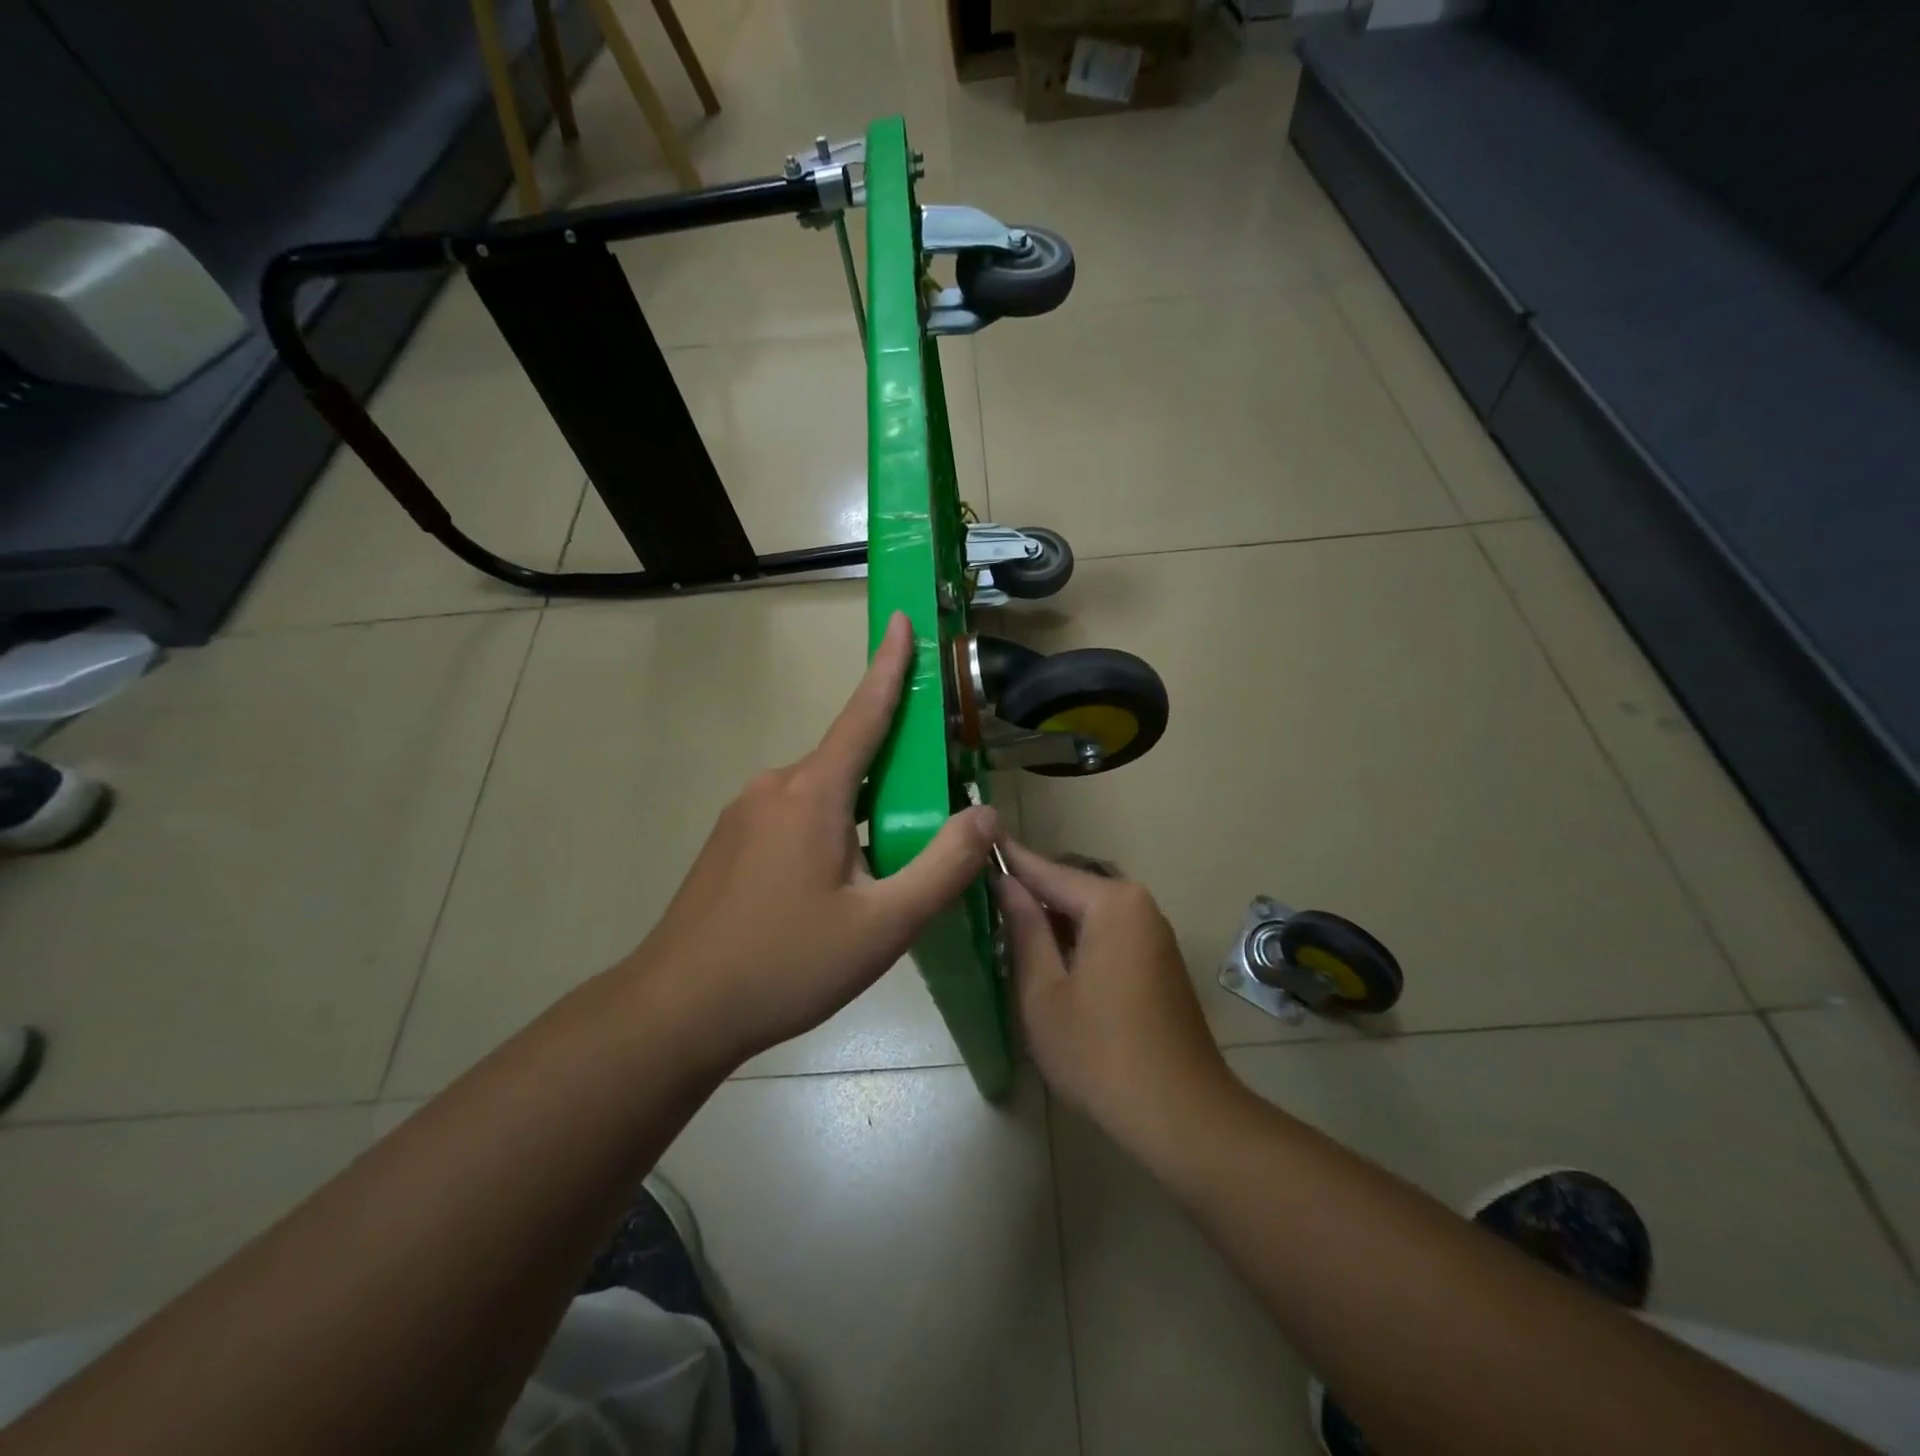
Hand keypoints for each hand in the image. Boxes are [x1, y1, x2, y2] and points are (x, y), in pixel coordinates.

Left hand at [619, 612, 996, 1068]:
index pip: (863, 713)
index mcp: (813, 793)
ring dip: (864, 814)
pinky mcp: (731, 841)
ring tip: (884, 874)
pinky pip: (796, 817)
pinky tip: (836, 888)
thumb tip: (986, 814)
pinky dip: (832, 831)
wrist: (675, 1010)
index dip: (889, 666)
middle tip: (930, 819)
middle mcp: (775, 786)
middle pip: (850, 760)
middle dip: (895, 773)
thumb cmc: (784, 965)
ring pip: (824, 795)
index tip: (902, 620)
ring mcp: (745, 813)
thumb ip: (942, 867)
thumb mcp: (882, 927)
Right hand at [996, 842, 1239, 1157]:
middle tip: (981, 904)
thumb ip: (1024, 929)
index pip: (1046, 870)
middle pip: (1070, 887)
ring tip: (1004, 931)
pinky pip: (1107, 932)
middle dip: (1029, 895)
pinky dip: (1075, 939)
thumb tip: (1005, 883)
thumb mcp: (1044, 992)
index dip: (1007, 861)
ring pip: (1088, 912)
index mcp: (1111, 903)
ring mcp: (1153, 932)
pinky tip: (1047, 960)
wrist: (1181, 1115)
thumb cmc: (1099, 1053)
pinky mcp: (1158, 959)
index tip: (971, 846)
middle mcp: (1137, 904)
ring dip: (1051, 920)